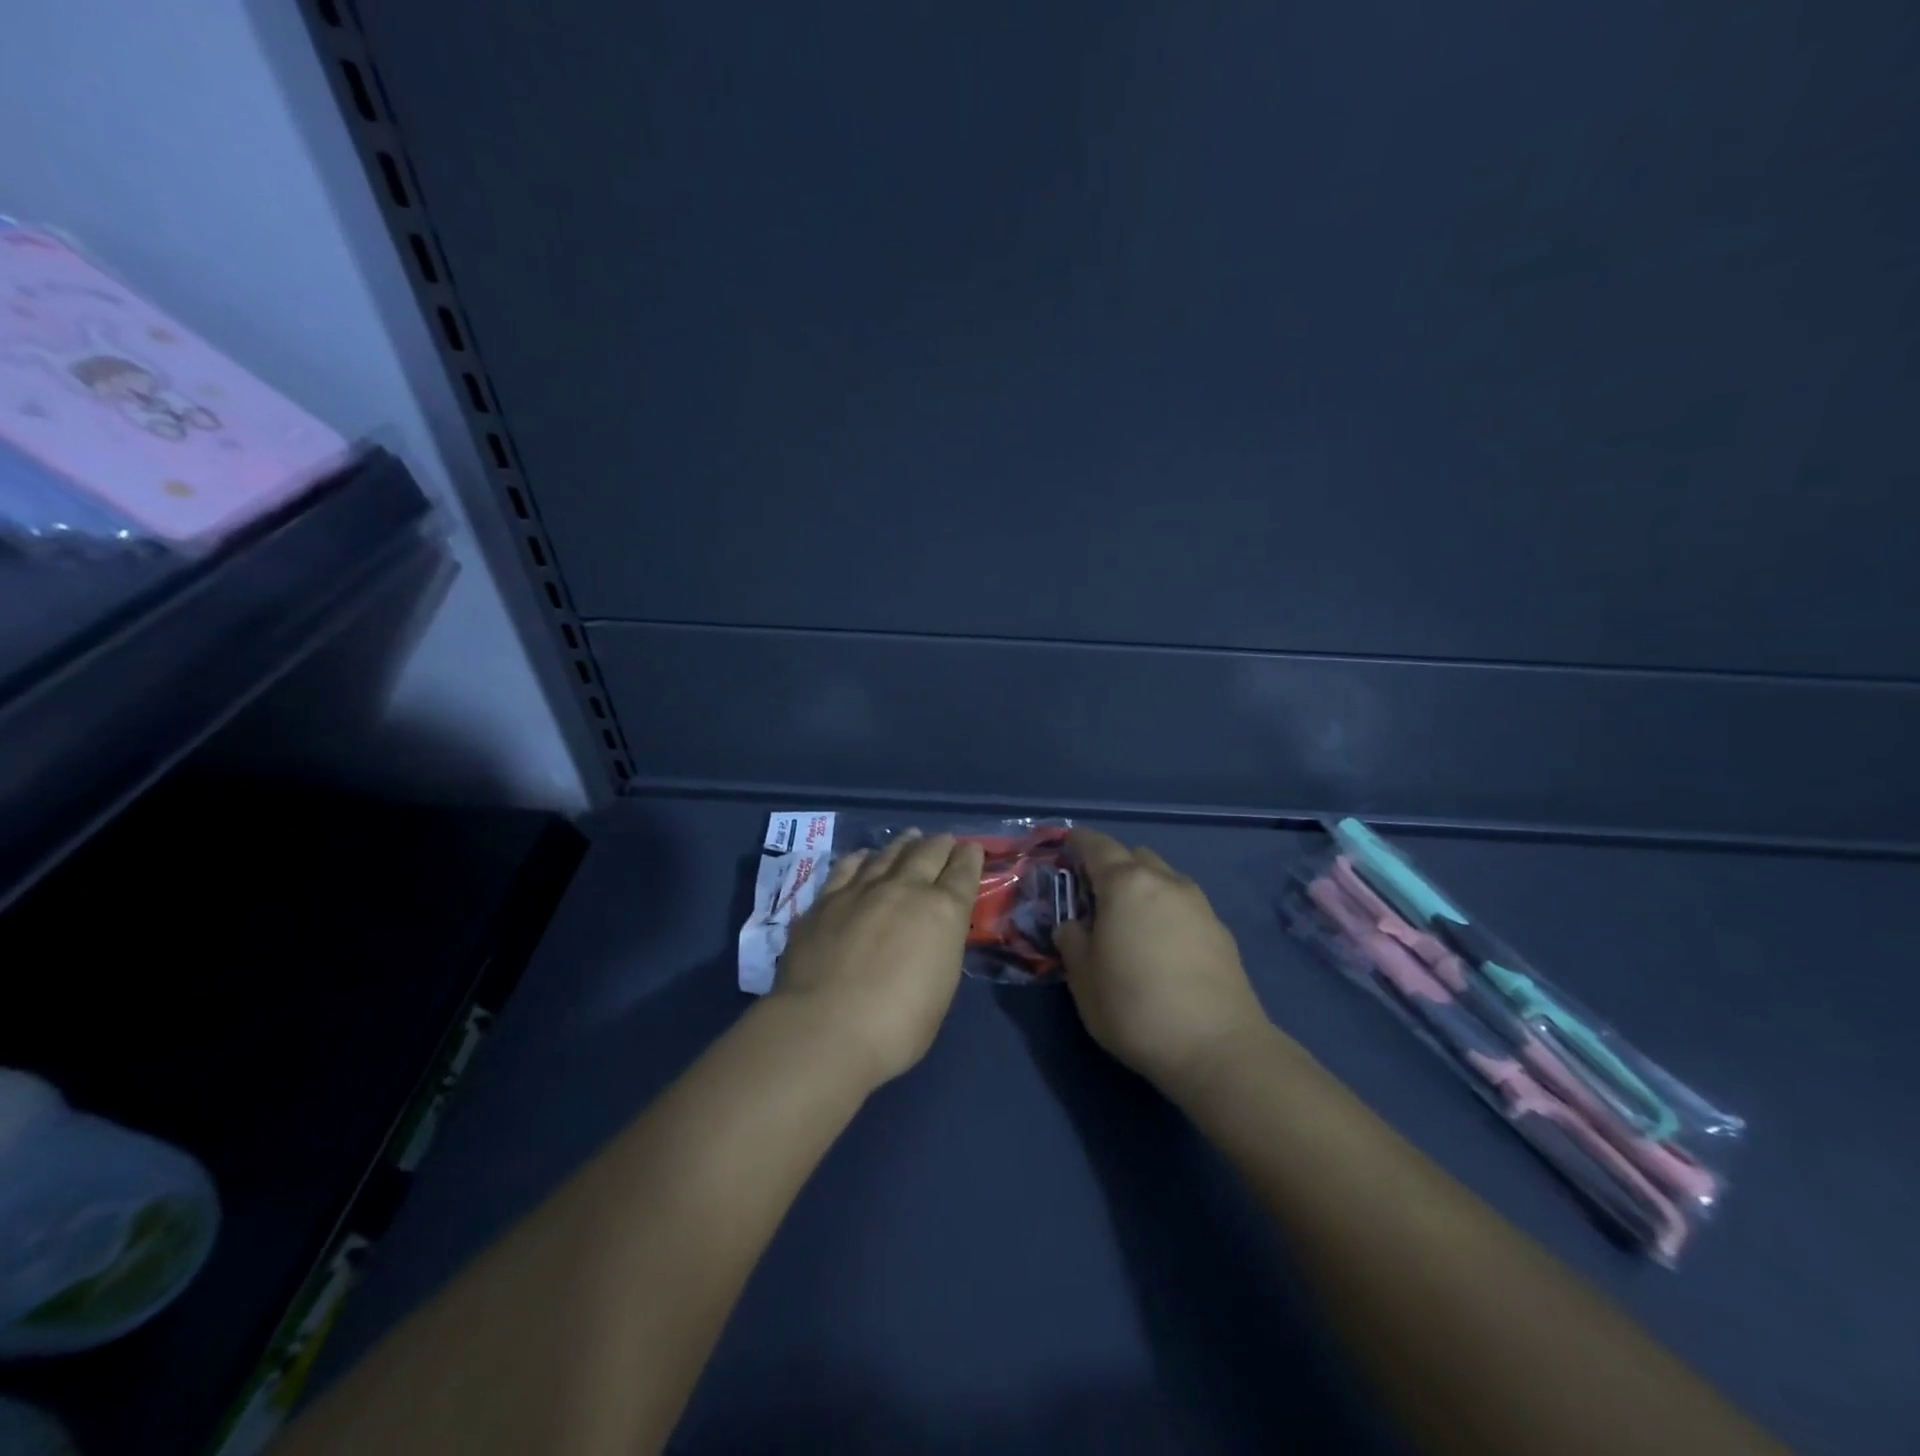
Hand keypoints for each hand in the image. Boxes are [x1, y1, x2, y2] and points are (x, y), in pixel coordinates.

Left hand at [769, 830, 985, 1086]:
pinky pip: (848, 866)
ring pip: (888, 854)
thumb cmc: (897, 1025)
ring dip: (904, 845)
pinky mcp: (826, 899)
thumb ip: (940, 950)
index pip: (963, 873)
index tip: (972, 849)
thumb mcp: (941, 988)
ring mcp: (862, 890)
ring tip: (910, 838)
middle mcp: (905, 889)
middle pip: (928, 853)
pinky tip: (864, 857)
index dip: (970, 858)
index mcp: (943, 912)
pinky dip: (862, 858)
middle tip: (945, 841)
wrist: (825, 1027)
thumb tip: (933, 935)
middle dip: (940, 844)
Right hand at [1054, 830, 1271, 1088]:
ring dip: (1144, 889)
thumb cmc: (1134, 1007)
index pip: (1097, 845)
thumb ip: (1072, 942)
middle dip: (1114, 866)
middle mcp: (1165, 882)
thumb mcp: (1083, 979)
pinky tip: (1163, 949)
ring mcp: (1199, 905)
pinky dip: (1168, 913)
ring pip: (1164, 880)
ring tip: (1131, 925)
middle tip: (1096, 897)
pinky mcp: (1222, 933)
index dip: (1079, 842)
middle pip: (1135, 857)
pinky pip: (1185, 907)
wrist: (1218, 1047)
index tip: (1067, 846)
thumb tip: (1073, 925)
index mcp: (1125, 884)